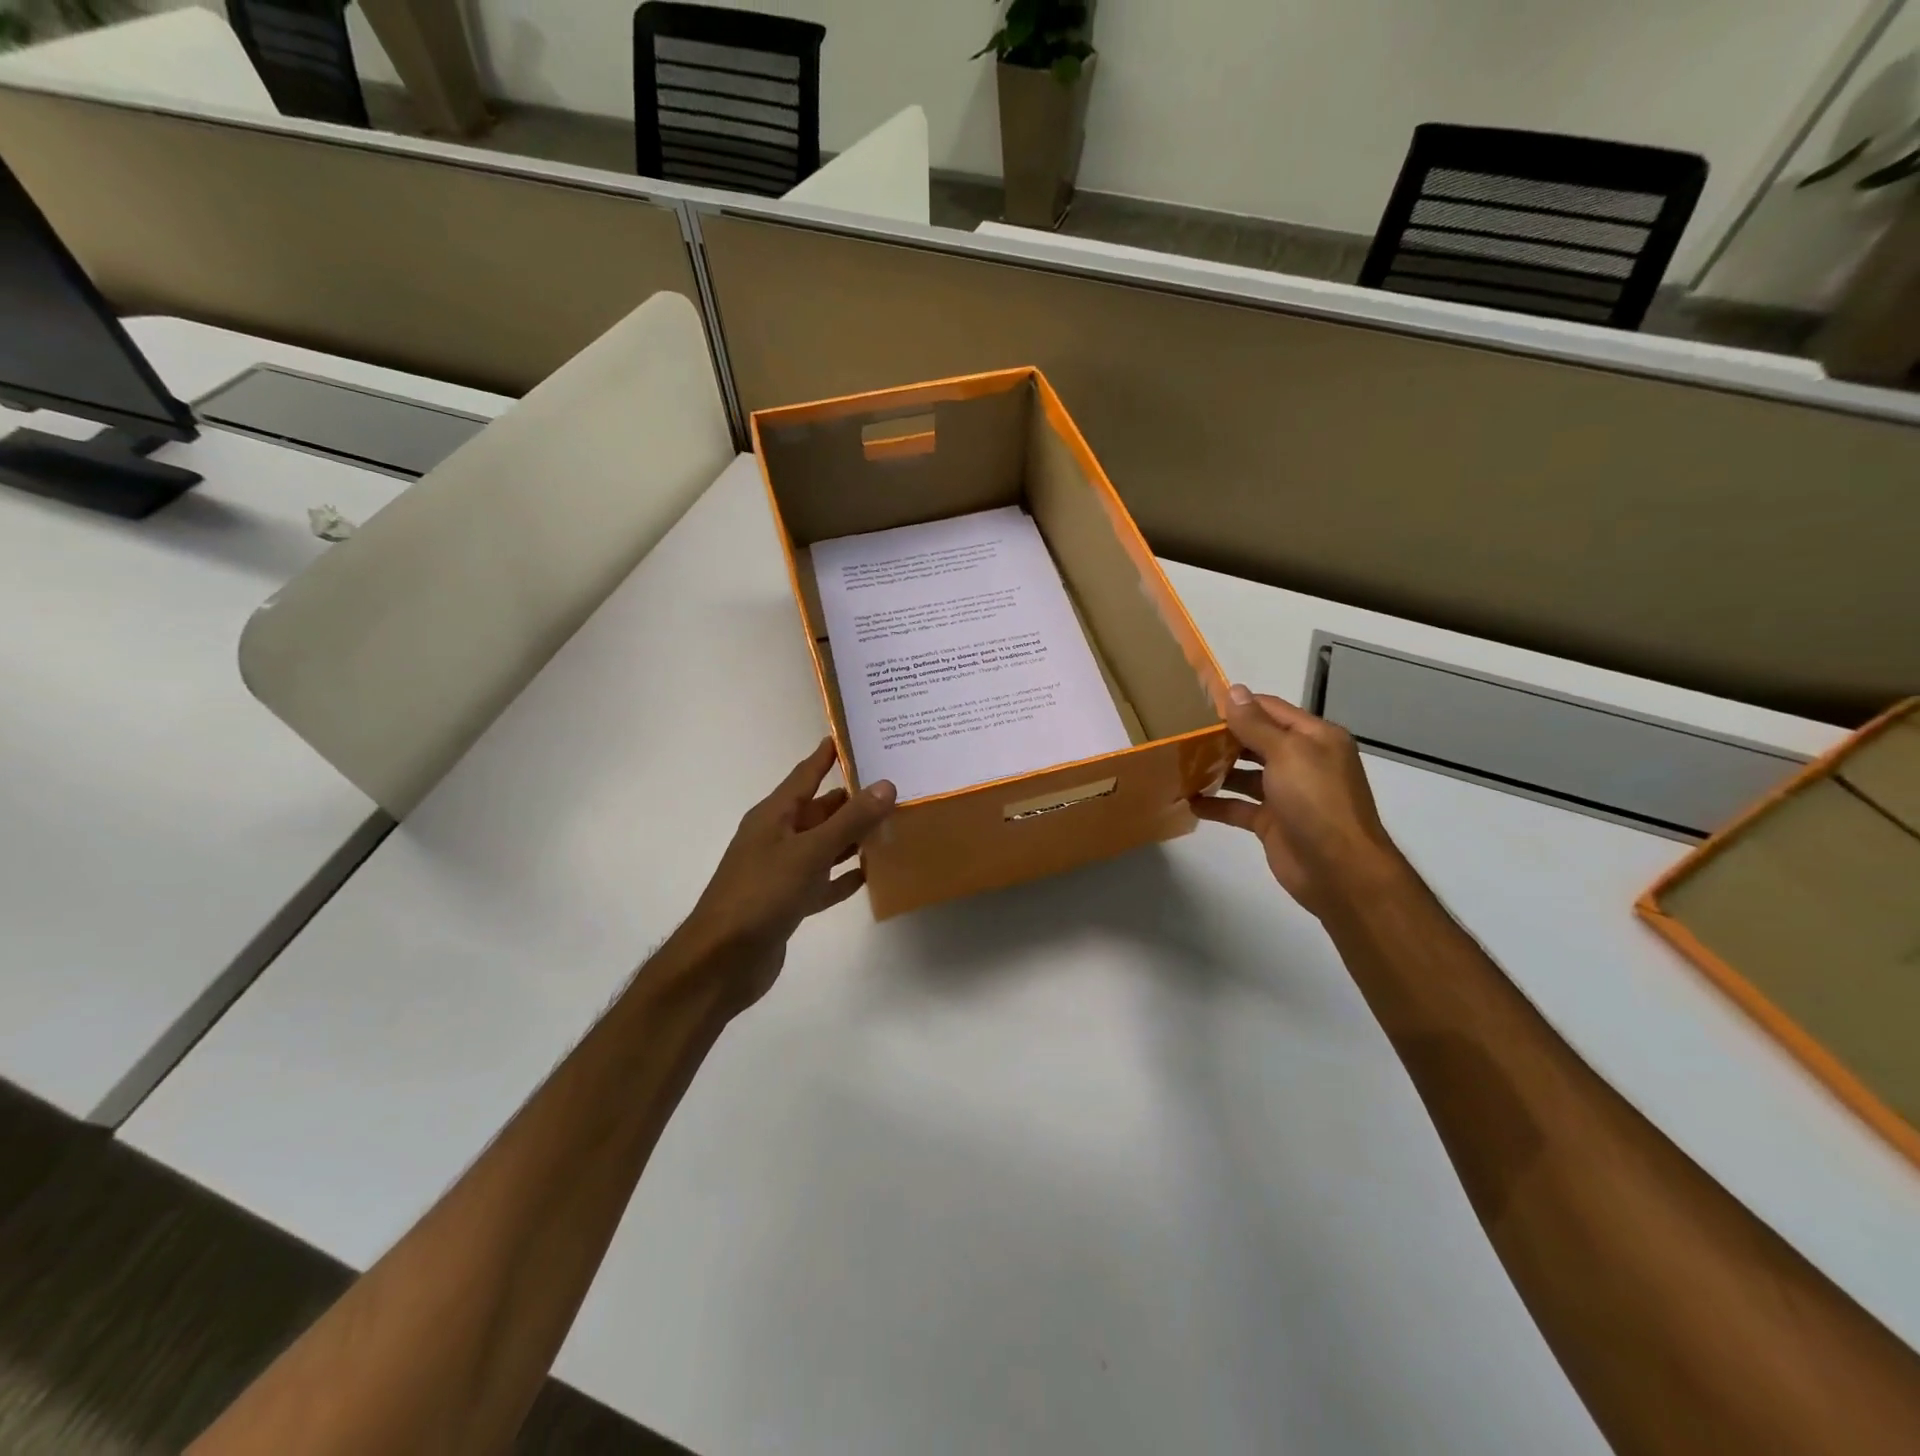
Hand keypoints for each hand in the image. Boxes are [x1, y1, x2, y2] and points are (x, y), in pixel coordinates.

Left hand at [677, 738, 894, 1009]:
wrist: (722, 961)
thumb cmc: (761, 895)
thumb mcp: (809, 852)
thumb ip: (849, 820)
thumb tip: (886, 784)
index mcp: (774, 816)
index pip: (805, 774)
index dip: (827, 755)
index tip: (854, 735)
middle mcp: (777, 837)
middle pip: (820, 810)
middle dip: (853, 799)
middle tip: (894, 784)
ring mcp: (782, 871)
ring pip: (824, 845)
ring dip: (853, 837)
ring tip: (892, 825)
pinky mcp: (789, 902)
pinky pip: (823, 881)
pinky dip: (844, 876)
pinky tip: (871, 874)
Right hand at [1192, 684, 1406, 919]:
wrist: (1340, 870)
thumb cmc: (1316, 801)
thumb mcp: (1287, 753)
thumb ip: (1256, 724)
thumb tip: (1234, 690)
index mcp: (1314, 738)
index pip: (1271, 709)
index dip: (1238, 705)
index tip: (1198, 703)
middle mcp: (1302, 761)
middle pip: (1256, 741)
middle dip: (1223, 737)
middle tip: (1182, 733)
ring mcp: (1287, 794)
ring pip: (1245, 774)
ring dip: (1216, 769)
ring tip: (1180, 763)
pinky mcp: (1272, 822)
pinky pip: (1238, 806)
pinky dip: (1216, 803)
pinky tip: (1188, 800)